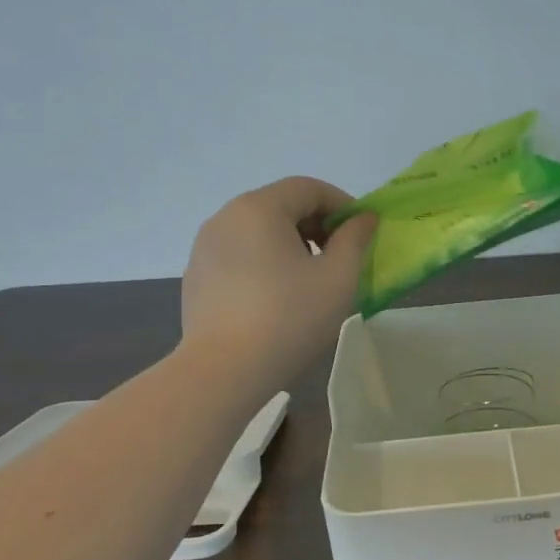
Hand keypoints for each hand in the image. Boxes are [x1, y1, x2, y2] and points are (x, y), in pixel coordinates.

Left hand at [181, 178, 377, 388]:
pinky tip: (275, 298)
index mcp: (259, 208)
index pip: (309, 188)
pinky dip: (264, 262)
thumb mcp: (338, 277)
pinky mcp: (197, 275)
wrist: (223, 371)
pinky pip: (239, 254)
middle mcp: (226, 217)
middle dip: (317, 224)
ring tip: (309, 280)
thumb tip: (363, 218)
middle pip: (281, 205)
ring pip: (258, 230)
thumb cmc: (289, 318)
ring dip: (291, 243)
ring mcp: (205, 247)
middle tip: (340, 257)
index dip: (342, 205)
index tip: (362, 233)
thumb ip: (355, 239)